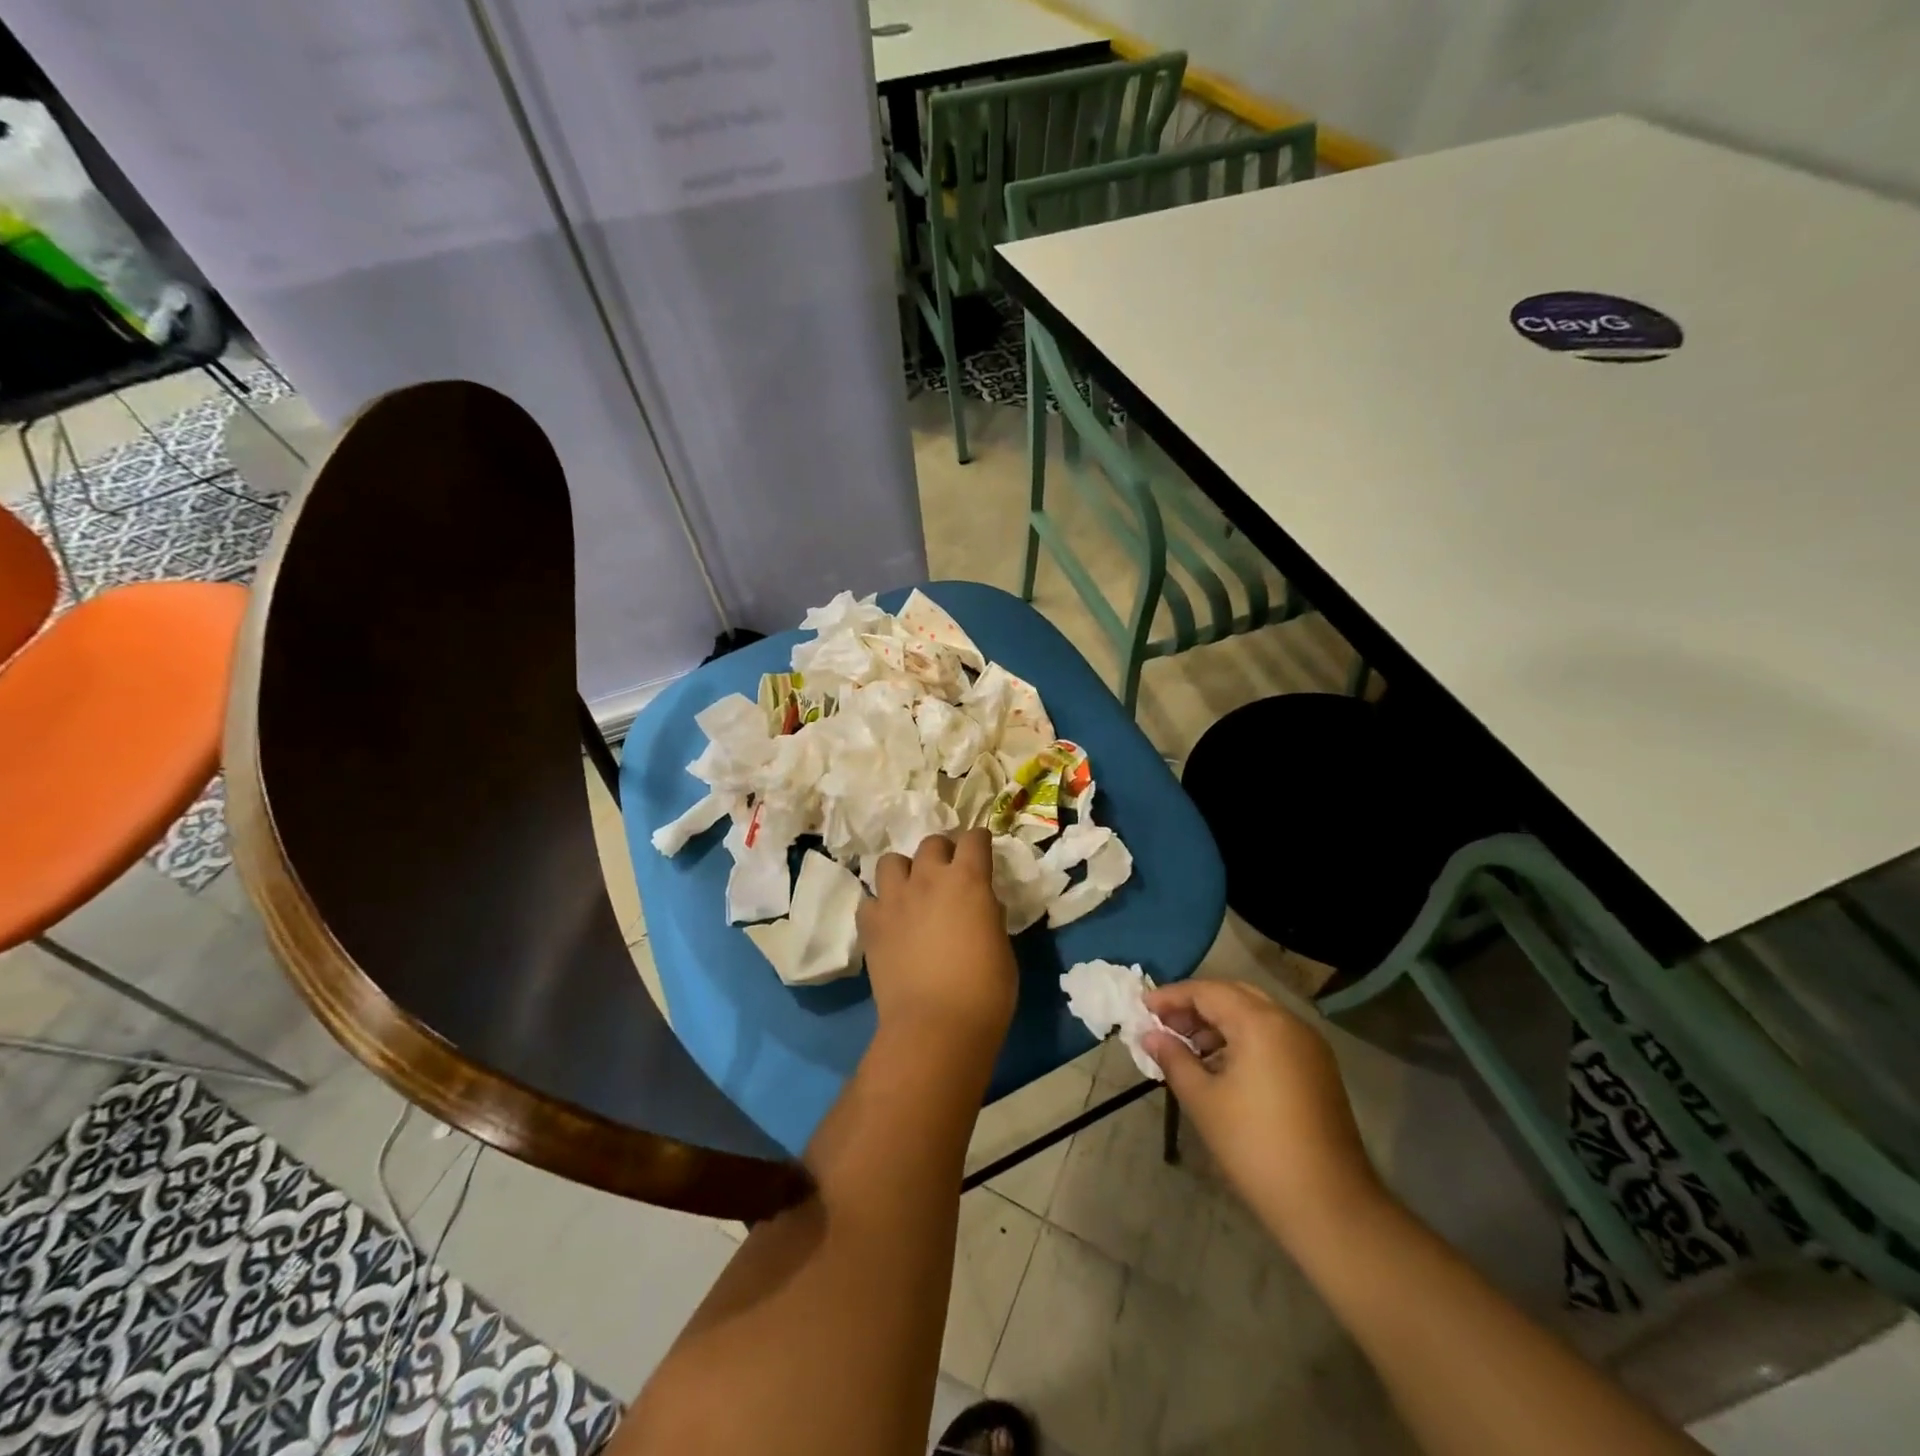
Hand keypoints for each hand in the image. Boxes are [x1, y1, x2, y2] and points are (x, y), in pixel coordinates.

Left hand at [859, 830, 1017, 1050]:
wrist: (936, 1026)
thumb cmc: (985, 991)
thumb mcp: (1001, 946)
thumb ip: (989, 914)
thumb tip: (981, 904)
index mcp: (969, 880)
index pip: (974, 839)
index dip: (980, 842)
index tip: (982, 850)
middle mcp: (928, 878)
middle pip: (931, 843)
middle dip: (942, 853)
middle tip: (948, 875)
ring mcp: (894, 899)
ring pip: (891, 861)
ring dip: (905, 871)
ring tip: (912, 892)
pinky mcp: (870, 924)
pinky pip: (870, 900)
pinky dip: (880, 905)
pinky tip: (889, 921)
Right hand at [1144, 979, 1383, 1247]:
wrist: (1329, 1205)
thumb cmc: (1256, 1147)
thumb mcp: (1203, 1100)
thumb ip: (1173, 1059)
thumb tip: (1149, 1035)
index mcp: (1260, 1023)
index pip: (1207, 991)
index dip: (1171, 997)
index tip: (1142, 1009)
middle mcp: (1288, 1022)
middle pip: (1233, 996)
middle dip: (1195, 1006)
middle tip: (1163, 1024)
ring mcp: (1308, 1045)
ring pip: (1254, 1014)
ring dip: (1218, 1023)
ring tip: (1186, 1048)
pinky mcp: (1317, 1068)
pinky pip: (1272, 1035)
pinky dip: (1242, 1038)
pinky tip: (1219, 1065)